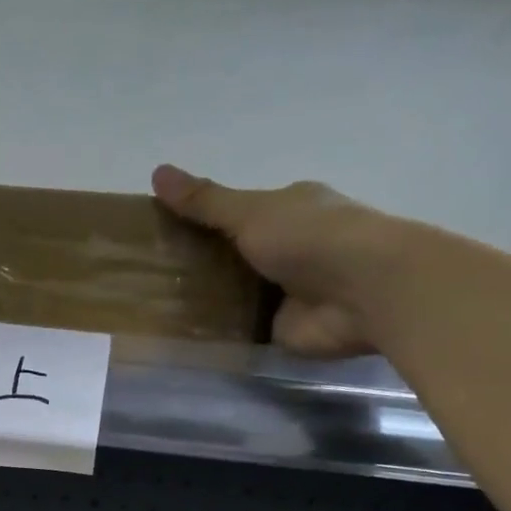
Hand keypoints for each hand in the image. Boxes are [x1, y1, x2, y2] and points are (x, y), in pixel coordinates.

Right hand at [150, 165, 400, 357]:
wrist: (363, 292)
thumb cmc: (310, 238)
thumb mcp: (250, 212)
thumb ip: (205, 201)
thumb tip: (157, 172)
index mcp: (286, 210)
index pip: (236, 213)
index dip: (199, 221)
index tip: (159, 233)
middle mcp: (288, 249)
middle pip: (232, 256)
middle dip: (197, 265)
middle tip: (148, 276)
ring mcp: (284, 293)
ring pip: (234, 295)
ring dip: (205, 301)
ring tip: (154, 308)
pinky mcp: (281, 330)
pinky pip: (241, 331)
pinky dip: (218, 334)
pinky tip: (181, 338)